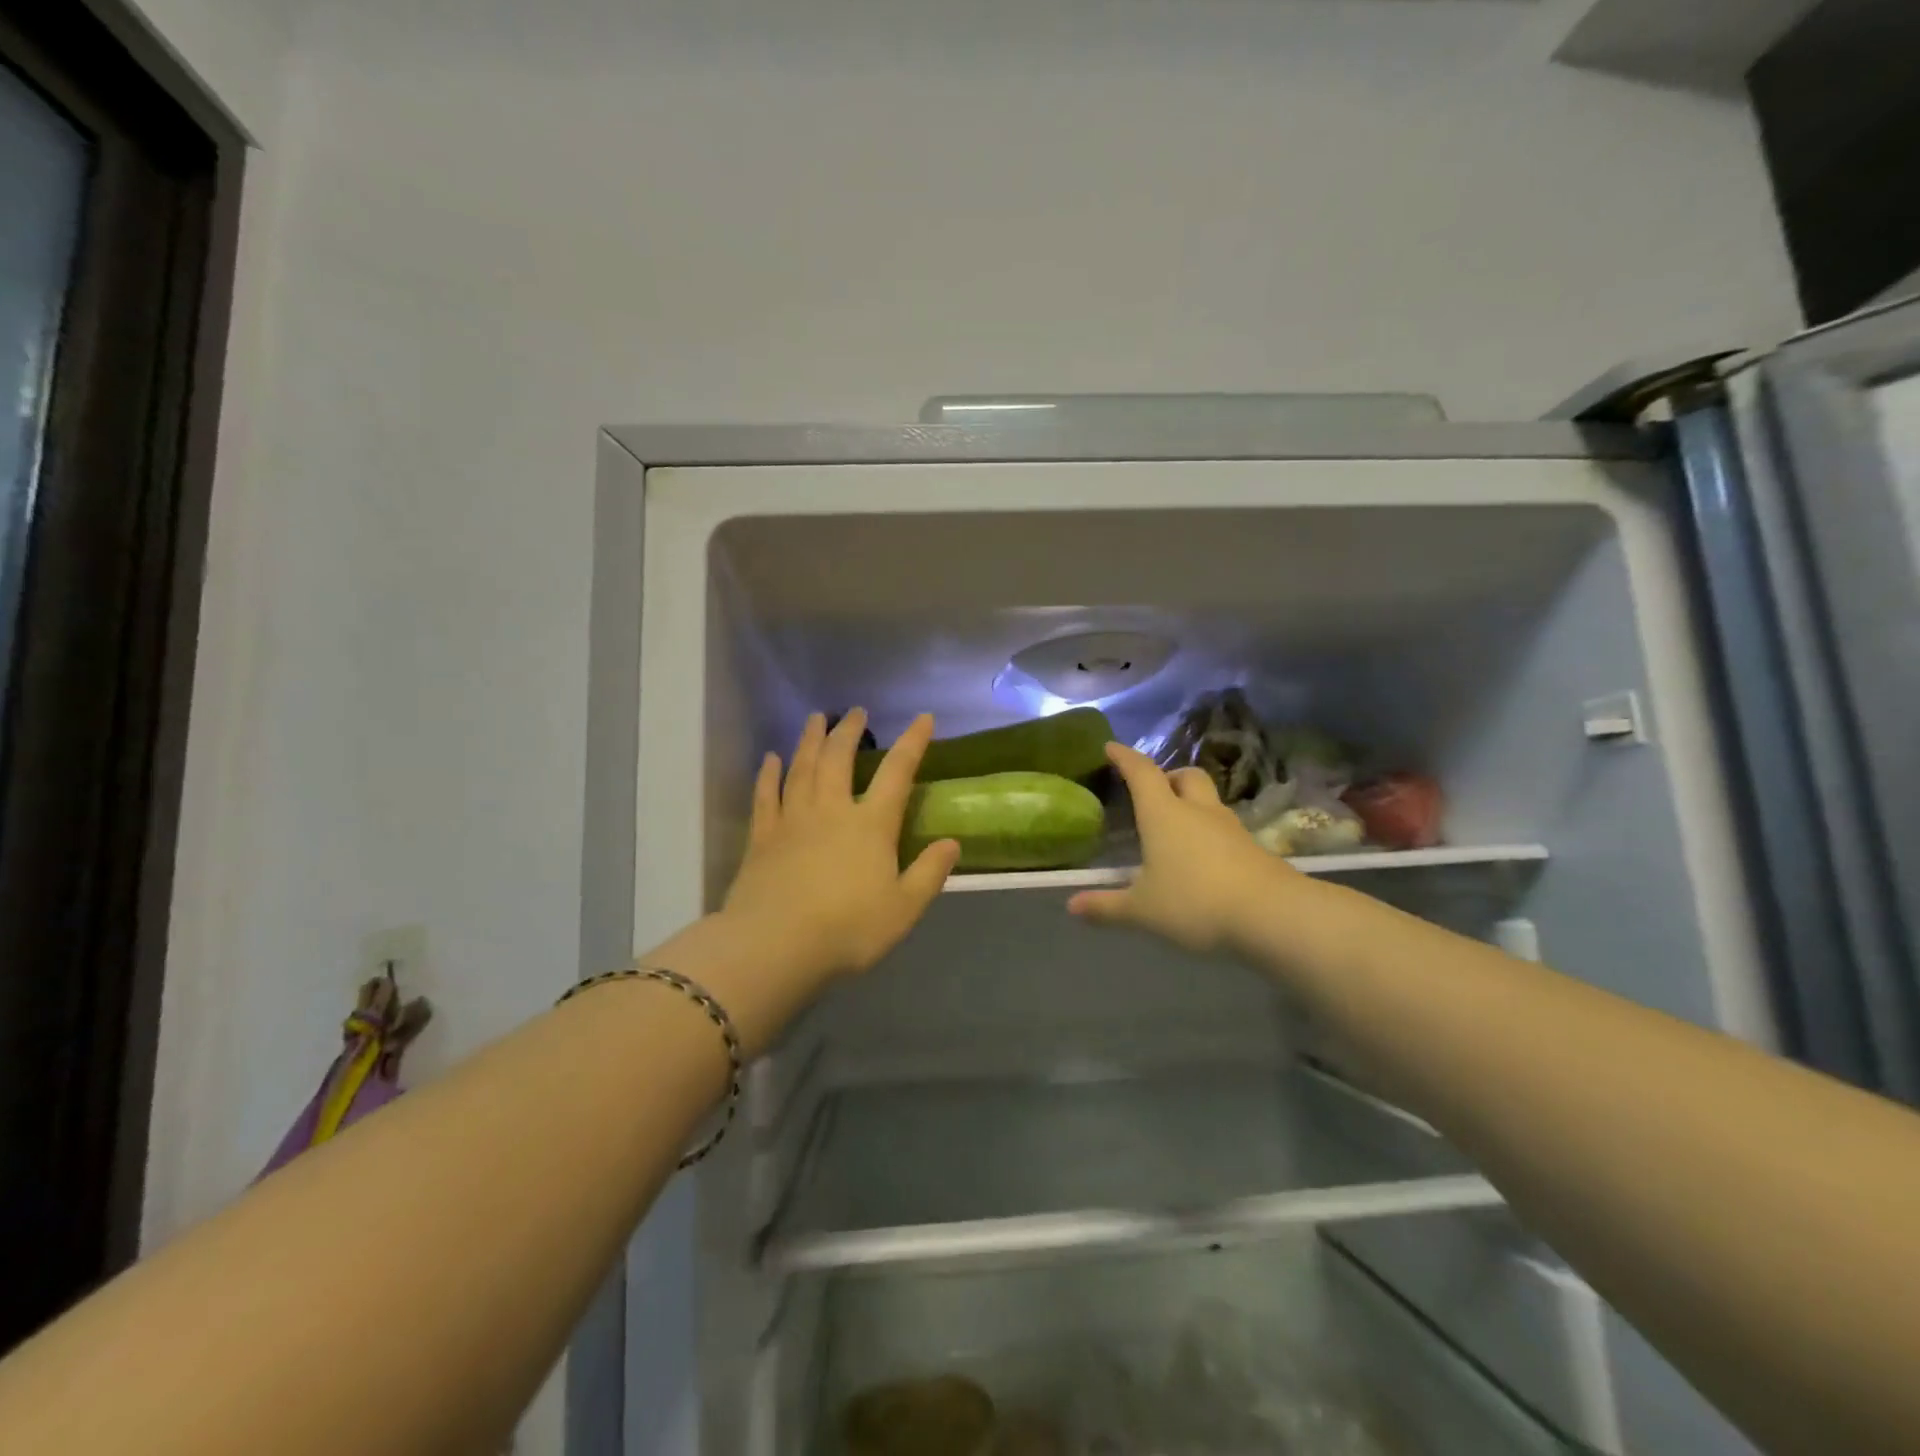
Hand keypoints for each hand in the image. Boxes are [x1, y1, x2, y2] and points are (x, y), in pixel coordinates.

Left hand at [720, 710, 958, 992]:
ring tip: (815, 718)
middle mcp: (831, 810)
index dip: (912, 742)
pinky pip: (765, 796)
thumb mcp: (904, 909)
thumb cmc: (848, 929)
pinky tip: (770, 759)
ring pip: (801, 768)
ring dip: (809, 740)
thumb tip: (952, 843)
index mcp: (870, 825)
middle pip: (839, 759)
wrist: (776, 946)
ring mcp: (792, 820)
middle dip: (849, 731)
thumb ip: (929, 873)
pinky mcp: (762, 837)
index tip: (923, 717)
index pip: (897, 773)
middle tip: (854, 711)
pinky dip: (769, 774)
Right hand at [1068, 742, 1287, 953]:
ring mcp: (1230, 828)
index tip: (1111, 747)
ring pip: (1209, 801)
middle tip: (1154, 793)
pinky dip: (1210, 834)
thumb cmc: (1195, 902)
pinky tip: (1204, 860)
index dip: (1124, 757)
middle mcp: (1197, 811)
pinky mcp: (1254, 848)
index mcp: (1164, 814)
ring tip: (1177, 830)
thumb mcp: (1142, 910)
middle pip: (1185, 775)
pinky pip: (1225, 829)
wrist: (1273, 915)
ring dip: (1192, 805)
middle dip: (1168, 777)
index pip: (1141, 773)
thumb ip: (1107, 907)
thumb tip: (1072, 906)